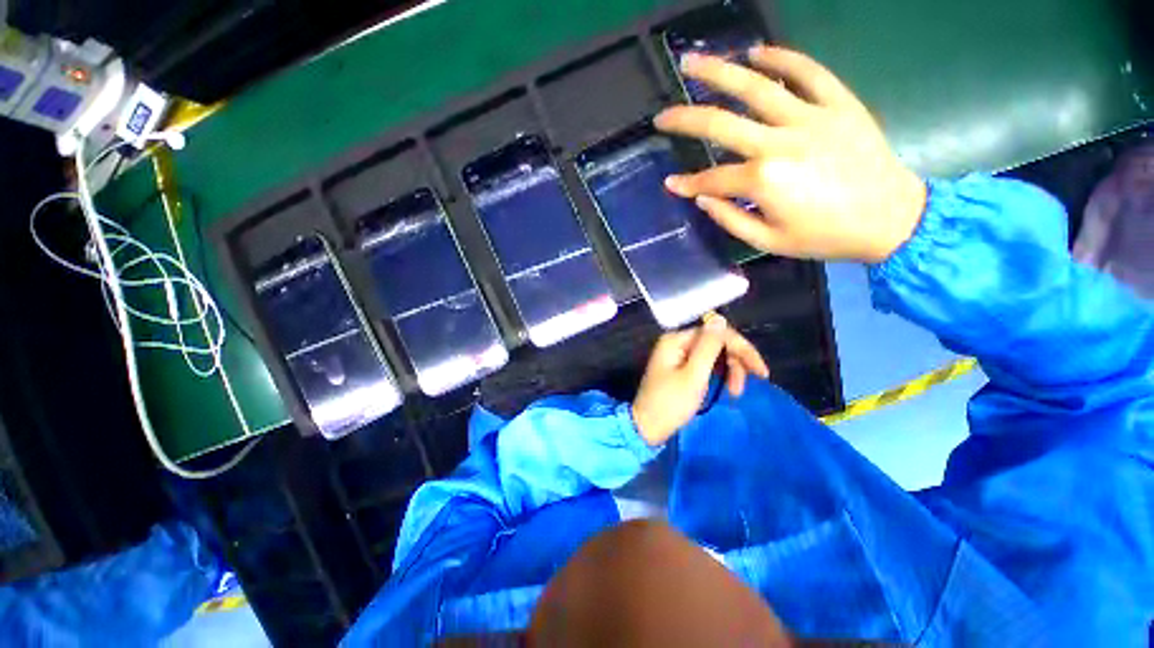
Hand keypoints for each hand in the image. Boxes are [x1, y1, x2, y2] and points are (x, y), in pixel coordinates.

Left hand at [632, 313, 769, 445]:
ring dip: (728, 370)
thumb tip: (720, 319)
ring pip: (712, 354)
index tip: (761, 373)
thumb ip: (708, 347)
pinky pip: (704, 364)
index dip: (741, 349)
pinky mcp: (679, 368)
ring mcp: (677, 355)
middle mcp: (676, 342)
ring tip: (734, 393)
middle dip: (735, 362)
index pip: (716, 333)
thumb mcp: (694, 375)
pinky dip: (717, 375)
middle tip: (741, 388)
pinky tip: (725, 387)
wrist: (647, 428)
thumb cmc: (670, 403)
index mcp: (676, 339)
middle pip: (715, 342)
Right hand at [654, 46, 926, 263]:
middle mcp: (780, 142)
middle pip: (721, 123)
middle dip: (684, 120)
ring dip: (719, 72)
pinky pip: (807, 71)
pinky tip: (757, 52)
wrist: (891, 218)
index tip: (670, 183)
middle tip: (661, 117)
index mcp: (763, 180)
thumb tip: (701, 198)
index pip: (711, 178)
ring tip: (692, 63)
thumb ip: (730, 219)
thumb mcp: (769, 242)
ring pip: (757, 85)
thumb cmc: (825, 237)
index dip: (686, 183)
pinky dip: (781, 58)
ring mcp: (811, 117)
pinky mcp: (838, 103)